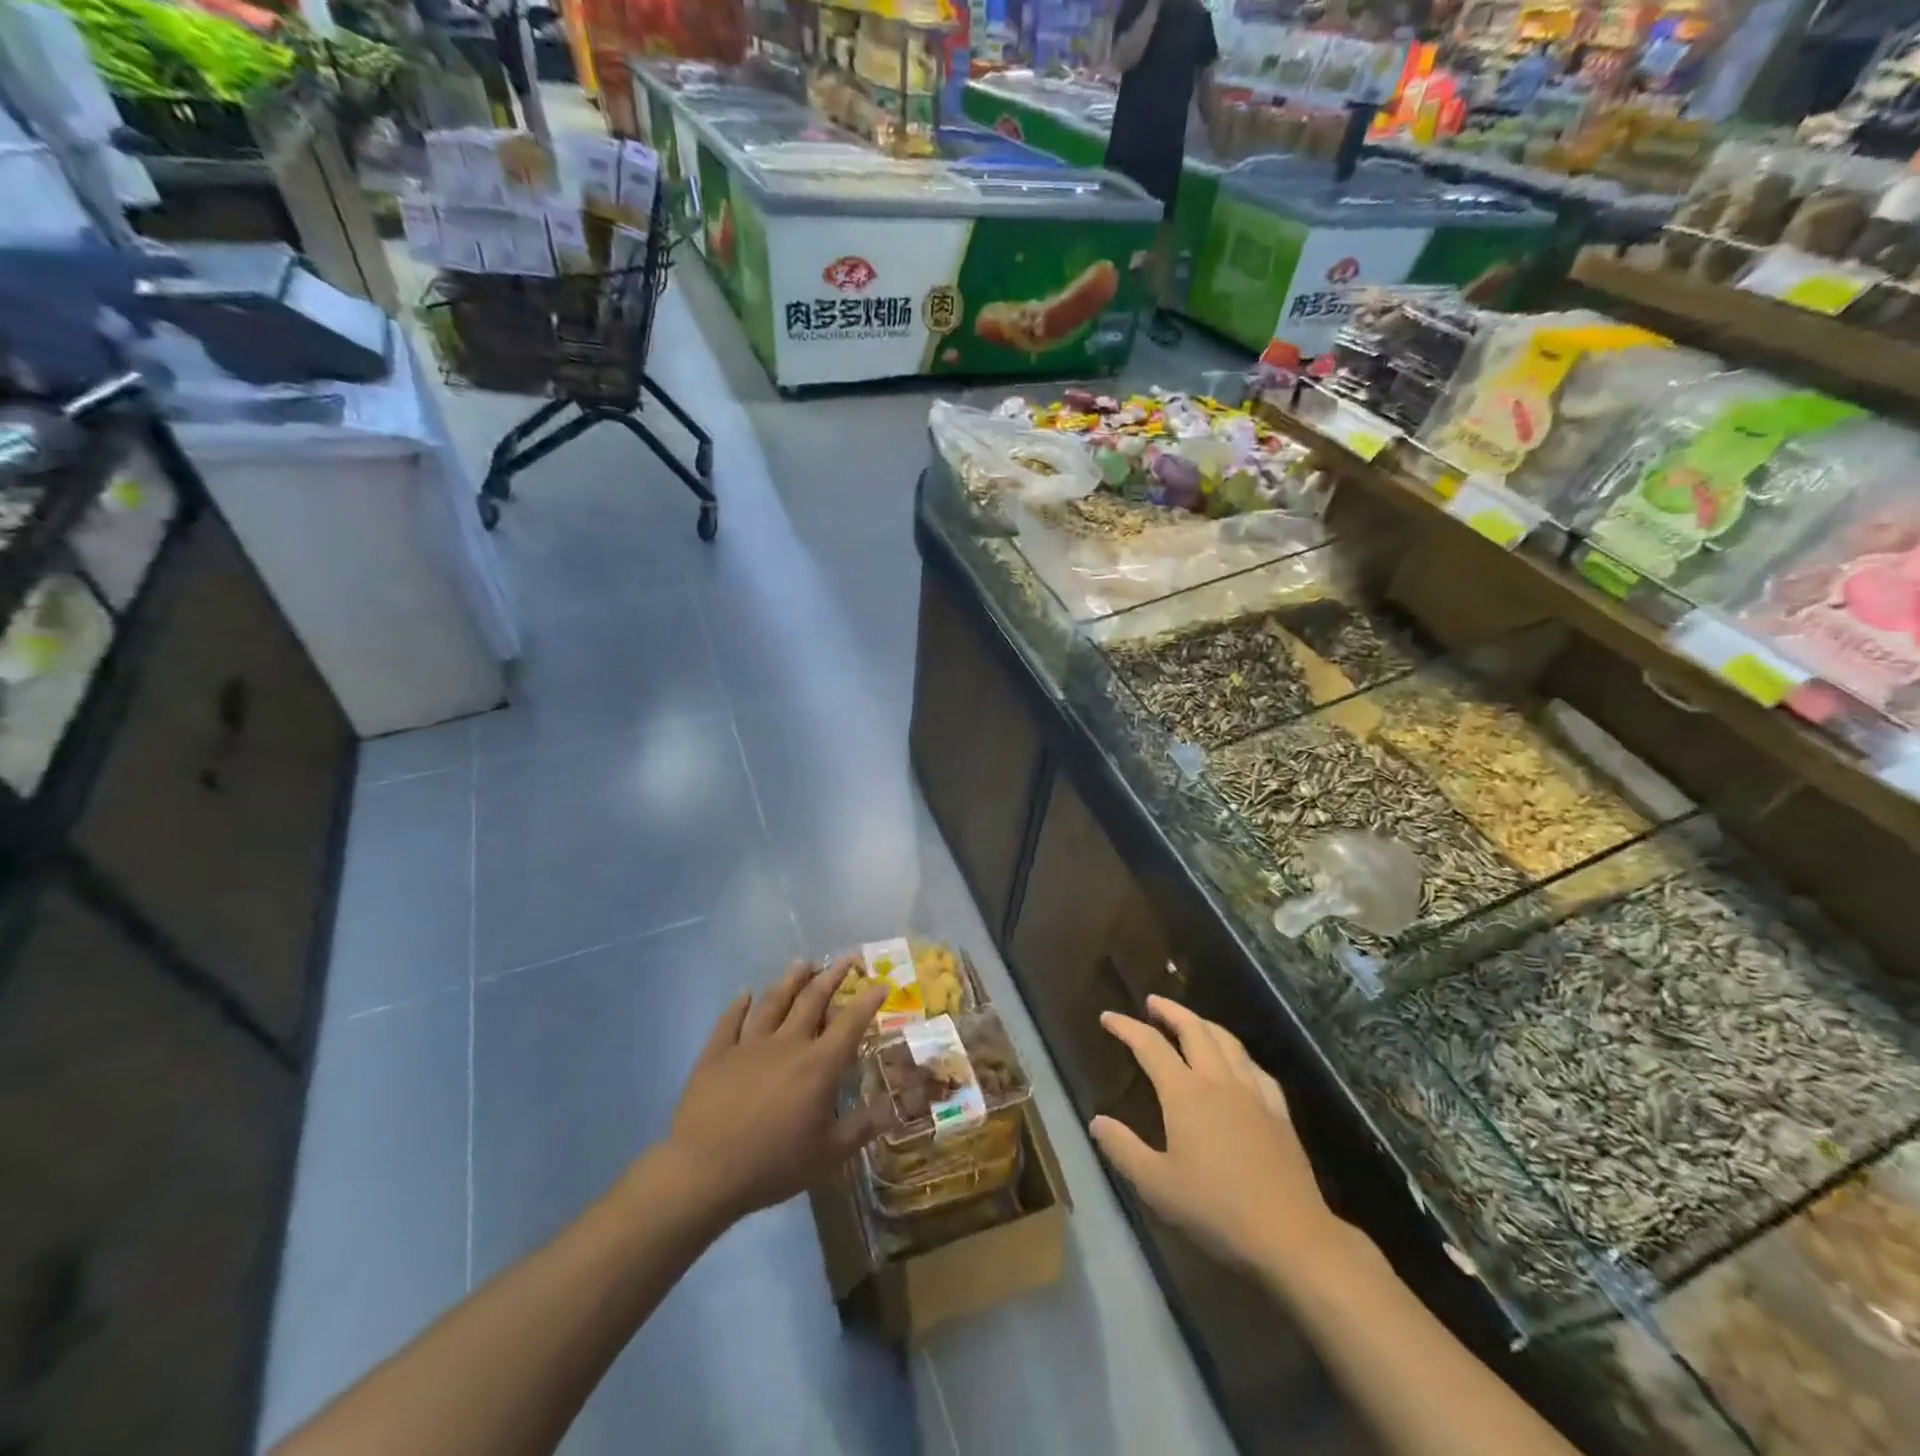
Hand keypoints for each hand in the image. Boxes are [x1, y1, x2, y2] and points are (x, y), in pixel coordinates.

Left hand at [662, 959, 889, 1223]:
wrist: (703, 1172)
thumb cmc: (772, 1164)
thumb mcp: (827, 1155)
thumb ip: (861, 1128)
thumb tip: (892, 1109)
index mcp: (818, 1065)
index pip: (850, 1023)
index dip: (868, 1001)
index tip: (881, 983)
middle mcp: (787, 1043)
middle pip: (812, 999)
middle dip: (832, 975)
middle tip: (846, 957)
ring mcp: (749, 1044)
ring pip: (774, 1001)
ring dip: (791, 979)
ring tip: (803, 963)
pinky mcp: (716, 1053)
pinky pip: (730, 1020)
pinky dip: (739, 1004)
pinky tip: (744, 993)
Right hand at [1090, 996, 1349, 1273]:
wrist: (1291, 1236)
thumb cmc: (1217, 1210)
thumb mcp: (1157, 1186)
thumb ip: (1123, 1149)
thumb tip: (1097, 1121)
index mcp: (1185, 1093)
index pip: (1149, 1046)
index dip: (1126, 1027)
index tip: (1107, 1017)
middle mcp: (1218, 1081)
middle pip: (1193, 1029)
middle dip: (1170, 1011)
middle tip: (1152, 1002)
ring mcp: (1253, 1093)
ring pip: (1226, 1041)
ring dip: (1203, 1023)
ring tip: (1191, 1020)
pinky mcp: (1278, 1111)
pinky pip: (1255, 1068)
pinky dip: (1238, 1053)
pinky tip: (1238, 1061)